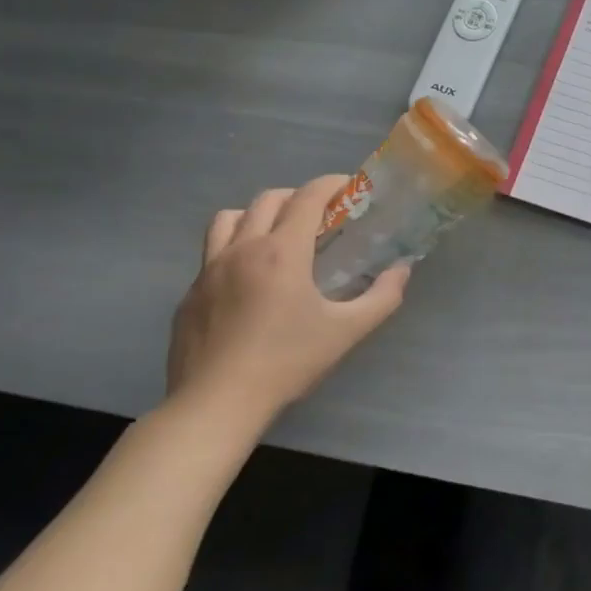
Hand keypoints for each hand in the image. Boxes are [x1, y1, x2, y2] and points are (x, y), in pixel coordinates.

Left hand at [165, 175, 408, 438]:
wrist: (214, 406)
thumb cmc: (286, 363)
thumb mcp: (347, 332)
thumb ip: (382, 297)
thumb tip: (402, 270)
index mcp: (282, 252)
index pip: (308, 196)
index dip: (331, 184)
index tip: (350, 188)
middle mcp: (243, 249)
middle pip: (269, 199)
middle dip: (299, 197)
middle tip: (321, 217)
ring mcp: (208, 271)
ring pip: (229, 218)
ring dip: (257, 215)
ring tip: (276, 236)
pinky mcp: (189, 294)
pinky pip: (211, 253)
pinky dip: (234, 249)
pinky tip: (249, 281)